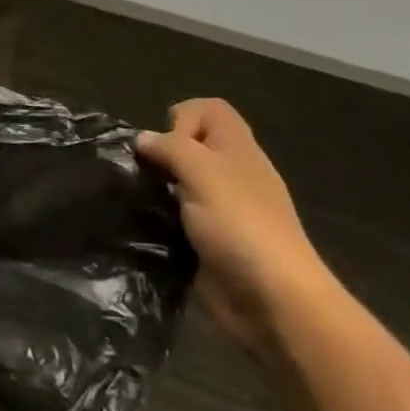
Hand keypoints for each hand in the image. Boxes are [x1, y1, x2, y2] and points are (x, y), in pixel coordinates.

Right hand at [136, 99, 340, 354]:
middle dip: (160, 154)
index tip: (167, 145)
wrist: (272, 301)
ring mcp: (220, 210)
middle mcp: (230, 174)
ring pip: (178, 182)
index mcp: (237, 150)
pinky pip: (175, 216)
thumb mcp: (203, 173)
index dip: (183, 117)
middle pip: (190, 145)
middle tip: (147, 176)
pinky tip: (145, 227)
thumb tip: (142, 139)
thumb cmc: (241, 226)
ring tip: (137, 200)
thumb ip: (170, 148)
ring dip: (155, 187)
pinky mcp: (206, 240)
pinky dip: (159, 218)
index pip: (209, 110)